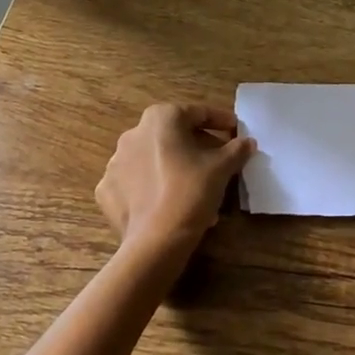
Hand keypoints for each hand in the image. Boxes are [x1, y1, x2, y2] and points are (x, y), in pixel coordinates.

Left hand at [96, 103, 253, 272]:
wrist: (156, 241)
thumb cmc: (191, 192)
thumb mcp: (222, 168)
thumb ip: (236, 149)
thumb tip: (247, 142)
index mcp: (160, 119)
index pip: (196, 113)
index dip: (220, 120)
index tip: (235, 130)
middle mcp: (133, 133)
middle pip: (173, 135)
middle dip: (197, 145)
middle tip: (218, 161)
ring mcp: (115, 162)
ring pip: (153, 159)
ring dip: (174, 166)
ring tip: (196, 187)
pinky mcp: (107, 190)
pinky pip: (135, 182)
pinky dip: (151, 187)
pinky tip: (167, 201)